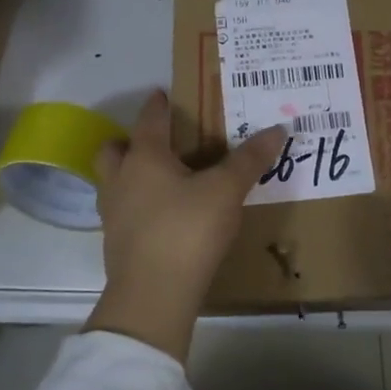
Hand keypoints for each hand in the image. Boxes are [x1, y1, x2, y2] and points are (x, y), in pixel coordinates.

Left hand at [85, 89, 285, 361]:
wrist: (153, 294)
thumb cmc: (187, 230)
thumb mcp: (225, 192)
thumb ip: (249, 160)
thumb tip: (278, 128)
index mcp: (144, 158)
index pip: (149, 121)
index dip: (157, 106)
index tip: (162, 95)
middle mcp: (120, 179)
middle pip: (114, 150)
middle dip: (129, 141)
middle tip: (155, 143)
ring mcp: (112, 213)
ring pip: (112, 181)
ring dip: (128, 174)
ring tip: (156, 179)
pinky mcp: (115, 243)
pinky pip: (121, 211)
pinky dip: (135, 205)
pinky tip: (158, 216)